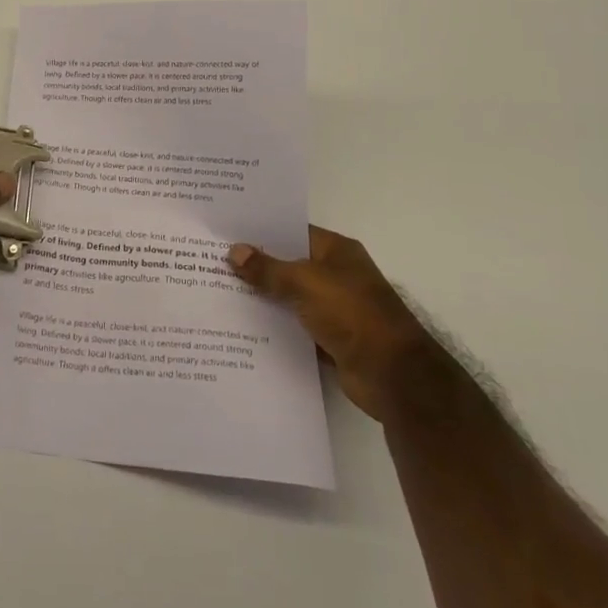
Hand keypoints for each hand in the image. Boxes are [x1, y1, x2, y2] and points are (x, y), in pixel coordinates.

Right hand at [227, 226, 435, 422]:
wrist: (394, 376)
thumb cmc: (352, 313)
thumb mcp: (305, 282)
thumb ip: (268, 269)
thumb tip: (234, 251)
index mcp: (336, 251)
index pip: (292, 231)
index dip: (261, 231)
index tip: (226, 231)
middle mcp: (336, 275)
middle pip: (288, 264)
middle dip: (256, 265)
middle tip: (213, 260)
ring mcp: (334, 308)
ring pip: (289, 297)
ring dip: (263, 297)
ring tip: (219, 291)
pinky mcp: (330, 339)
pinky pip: (294, 326)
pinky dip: (274, 327)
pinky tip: (242, 326)